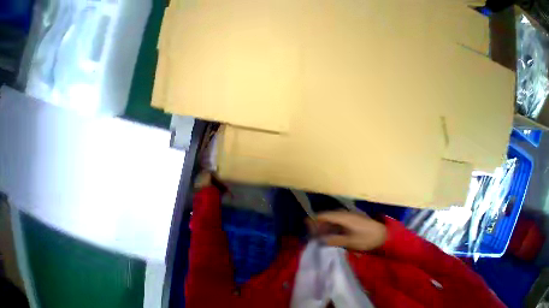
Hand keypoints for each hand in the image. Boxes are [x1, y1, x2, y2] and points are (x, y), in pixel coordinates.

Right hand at [309, 211, 387, 250]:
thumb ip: (335, 240)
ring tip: (317, 235)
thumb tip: (321, 240)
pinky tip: (327, 233)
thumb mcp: (352, 241)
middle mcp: (340, 213)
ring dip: (323, 226)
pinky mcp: (347, 218)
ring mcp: (344, 215)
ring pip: (329, 219)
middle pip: (324, 216)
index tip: (306, 225)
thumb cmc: (367, 237)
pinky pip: (334, 221)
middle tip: (310, 233)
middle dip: (317, 224)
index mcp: (341, 217)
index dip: (313, 219)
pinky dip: (329, 226)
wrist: (383, 233)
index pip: (323, 215)